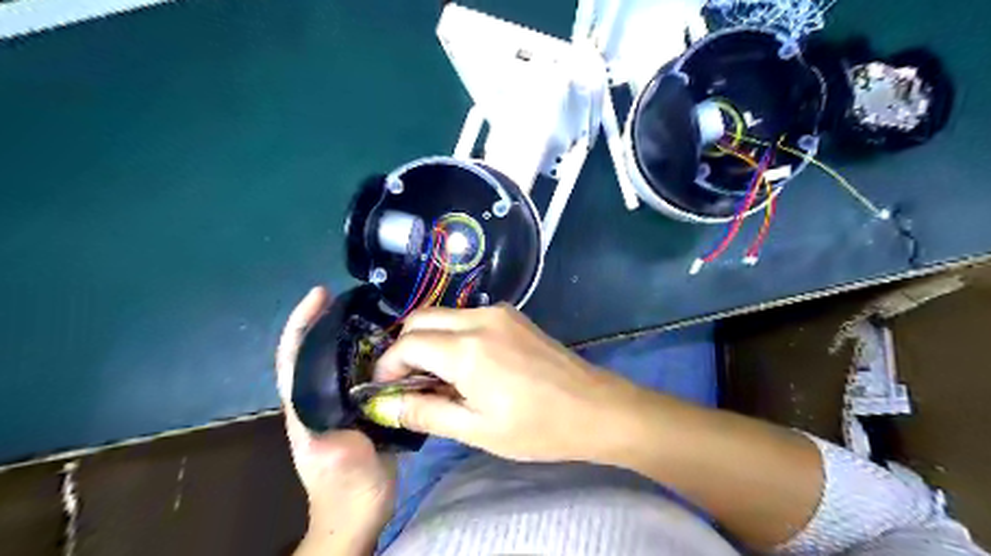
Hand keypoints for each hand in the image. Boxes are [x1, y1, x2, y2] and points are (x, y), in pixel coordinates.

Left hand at [277, 289, 397, 549]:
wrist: (359, 513)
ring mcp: (340, 402)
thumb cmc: (346, 491)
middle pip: (318, 349)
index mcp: (306, 406)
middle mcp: (319, 397)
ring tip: (384, 315)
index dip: (301, 322)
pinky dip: (377, 354)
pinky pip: (365, 372)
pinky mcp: (361, 408)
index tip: (320, 294)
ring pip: (343, 358)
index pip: (293, 356)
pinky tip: (398, 347)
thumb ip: (335, 439)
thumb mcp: (341, 466)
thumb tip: (344, 407)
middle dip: (332, 319)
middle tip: (363, 299)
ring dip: (357, 334)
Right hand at [373, 307, 642, 461]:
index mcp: (467, 350)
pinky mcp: (513, 315)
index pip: (407, 344)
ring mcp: (499, 312)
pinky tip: (465, 364)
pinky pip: (468, 317)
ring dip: (429, 340)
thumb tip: (386, 405)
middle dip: (403, 348)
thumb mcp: (477, 429)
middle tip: (407, 383)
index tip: (385, 389)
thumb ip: (426, 413)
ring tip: (436, 378)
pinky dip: (453, 335)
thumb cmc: (538, 427)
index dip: (387, 366)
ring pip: (444, 315)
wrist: (595, 408)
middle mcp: (479, 319)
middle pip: (420, 319)